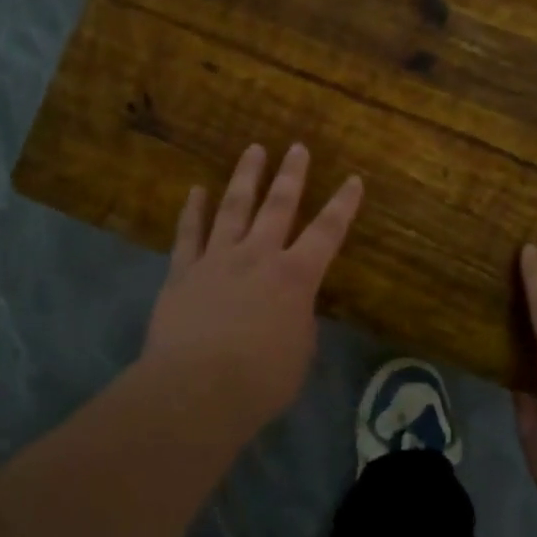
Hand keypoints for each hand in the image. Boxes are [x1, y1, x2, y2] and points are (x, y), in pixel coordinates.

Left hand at [142, 142, 362, 428]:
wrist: (196, 389)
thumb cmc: (260, 380)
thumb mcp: (299, 353)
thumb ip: (299, 321)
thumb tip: (292, 307)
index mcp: (295, 277)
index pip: (327, 232)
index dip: (343, 205)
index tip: (353, 179)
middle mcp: (258, 256)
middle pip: (278, 206)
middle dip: (292, 175)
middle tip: (297, 146)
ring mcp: (217, 259)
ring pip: (234, 208)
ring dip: (246, 177)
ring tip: (253, 150)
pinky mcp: (182, 272)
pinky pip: (188, 233)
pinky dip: (193, 210)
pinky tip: (196, 190)